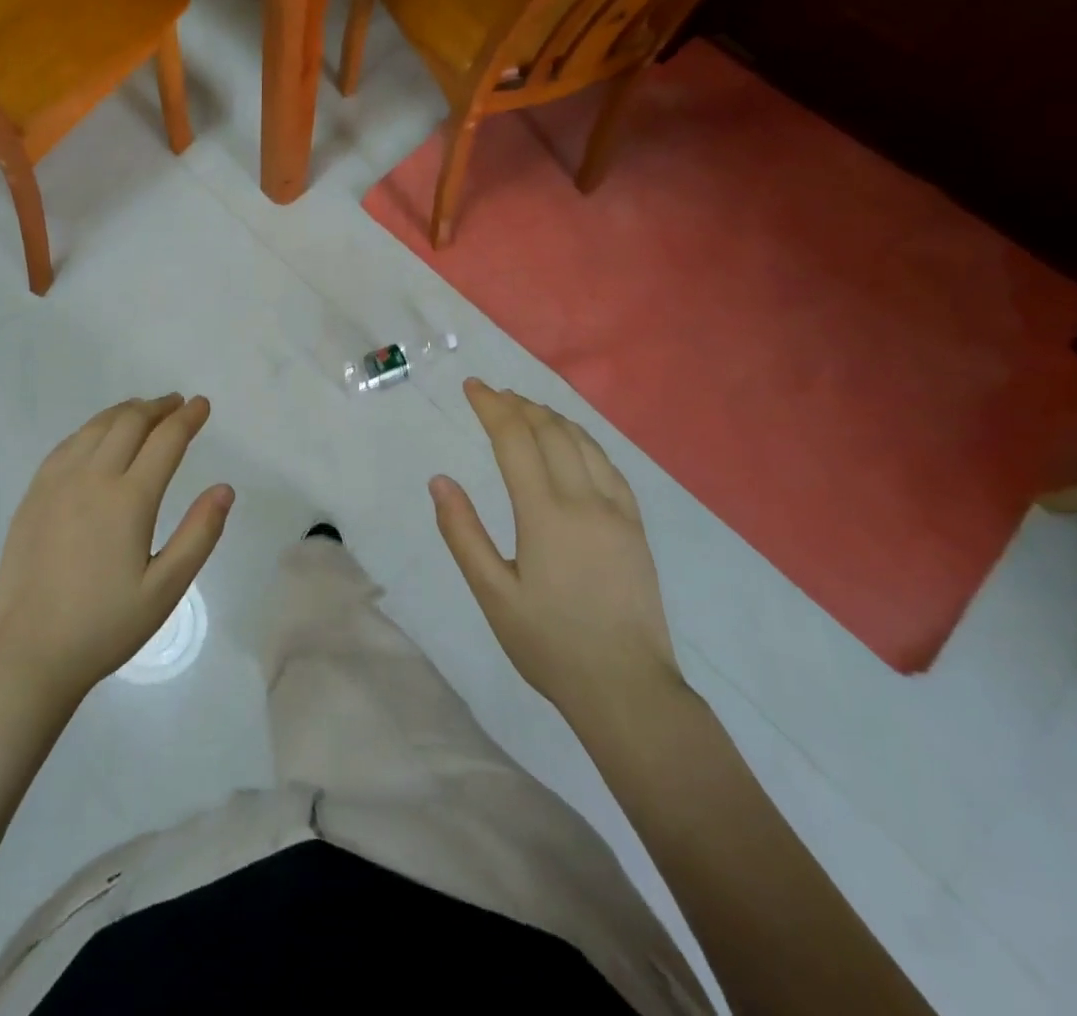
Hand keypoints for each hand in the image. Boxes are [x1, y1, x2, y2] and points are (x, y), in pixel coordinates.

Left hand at [0, 394, 232, 706]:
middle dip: (158, 407)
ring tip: (144, 410)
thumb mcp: (165, 589)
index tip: (202, 405)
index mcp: (128, 500)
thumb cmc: (104, 626)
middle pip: (129, 422)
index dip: (188, 418)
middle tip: (177, 404)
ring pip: (96, 427)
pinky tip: (98, 436)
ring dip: (125, 412)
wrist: (27, 653)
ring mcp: (56, 483)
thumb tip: (225, 489)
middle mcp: (91, 478)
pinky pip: (68, 444)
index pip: (165, 440)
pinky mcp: (34, 495)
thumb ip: (199, 534)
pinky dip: (92, 429)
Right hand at [430, 380, 683, 724]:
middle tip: (492, 393)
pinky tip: (573, 444)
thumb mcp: (492, 594)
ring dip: (552, 417)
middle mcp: (585, 501)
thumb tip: (440, 481)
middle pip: (551, 432)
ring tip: (526, 409)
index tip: (472, 386)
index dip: (492, 407)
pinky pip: (609, 466)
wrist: (628, 689)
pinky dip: (583, 441)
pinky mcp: (635, 528)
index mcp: (546, 514)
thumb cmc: (550, 644)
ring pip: (584, 443)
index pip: (515, 440)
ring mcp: (617, 512)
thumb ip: (463, 533)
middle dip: (519, 405)